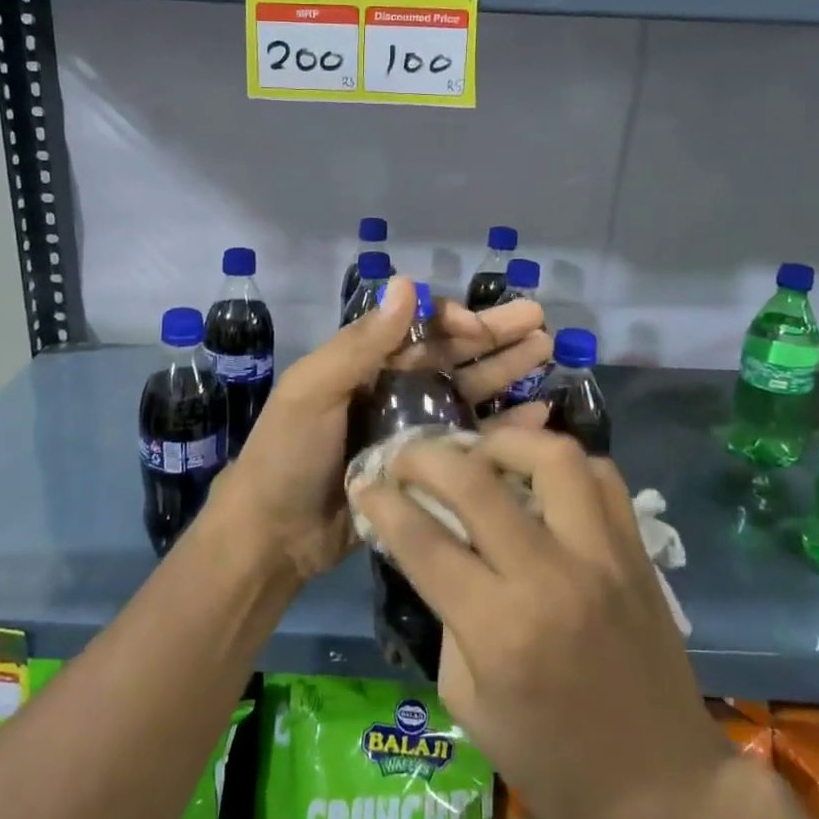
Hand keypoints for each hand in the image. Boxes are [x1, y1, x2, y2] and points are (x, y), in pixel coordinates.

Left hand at [216, 279, 553, 582]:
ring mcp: (411, 430)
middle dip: (494, 336)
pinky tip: (537, 413)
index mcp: (365, 363)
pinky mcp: (426, 470)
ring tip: (546, 352)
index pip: (419, 329)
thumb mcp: (313, 390)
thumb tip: (407, 282)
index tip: (483, 328)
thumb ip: (361, 343)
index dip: (454, 321)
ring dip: (504, 371)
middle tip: (540, 322)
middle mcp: (392, 389)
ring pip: (466, 391)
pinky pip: (469, 441)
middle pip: (451, 355)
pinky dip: (502, 426)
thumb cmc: (287, 455)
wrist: (273, 536)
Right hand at [350, 428, 734, 818]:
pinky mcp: (637, 551)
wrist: (664, 792)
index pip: (423, 540)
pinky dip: (563, 465)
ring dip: (503, 442)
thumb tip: (428, 548)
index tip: (365, 483)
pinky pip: (601, 477)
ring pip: (551, 457)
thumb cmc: (551, 763)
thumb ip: (445, 614)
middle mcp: (550, 578)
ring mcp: (602, 556)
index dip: (383, 502)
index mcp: (499, 630)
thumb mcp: (467, 701)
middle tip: (408, 458)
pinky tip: (540, 480)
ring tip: (480, 454)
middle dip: (426, 458)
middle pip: (475, 481)